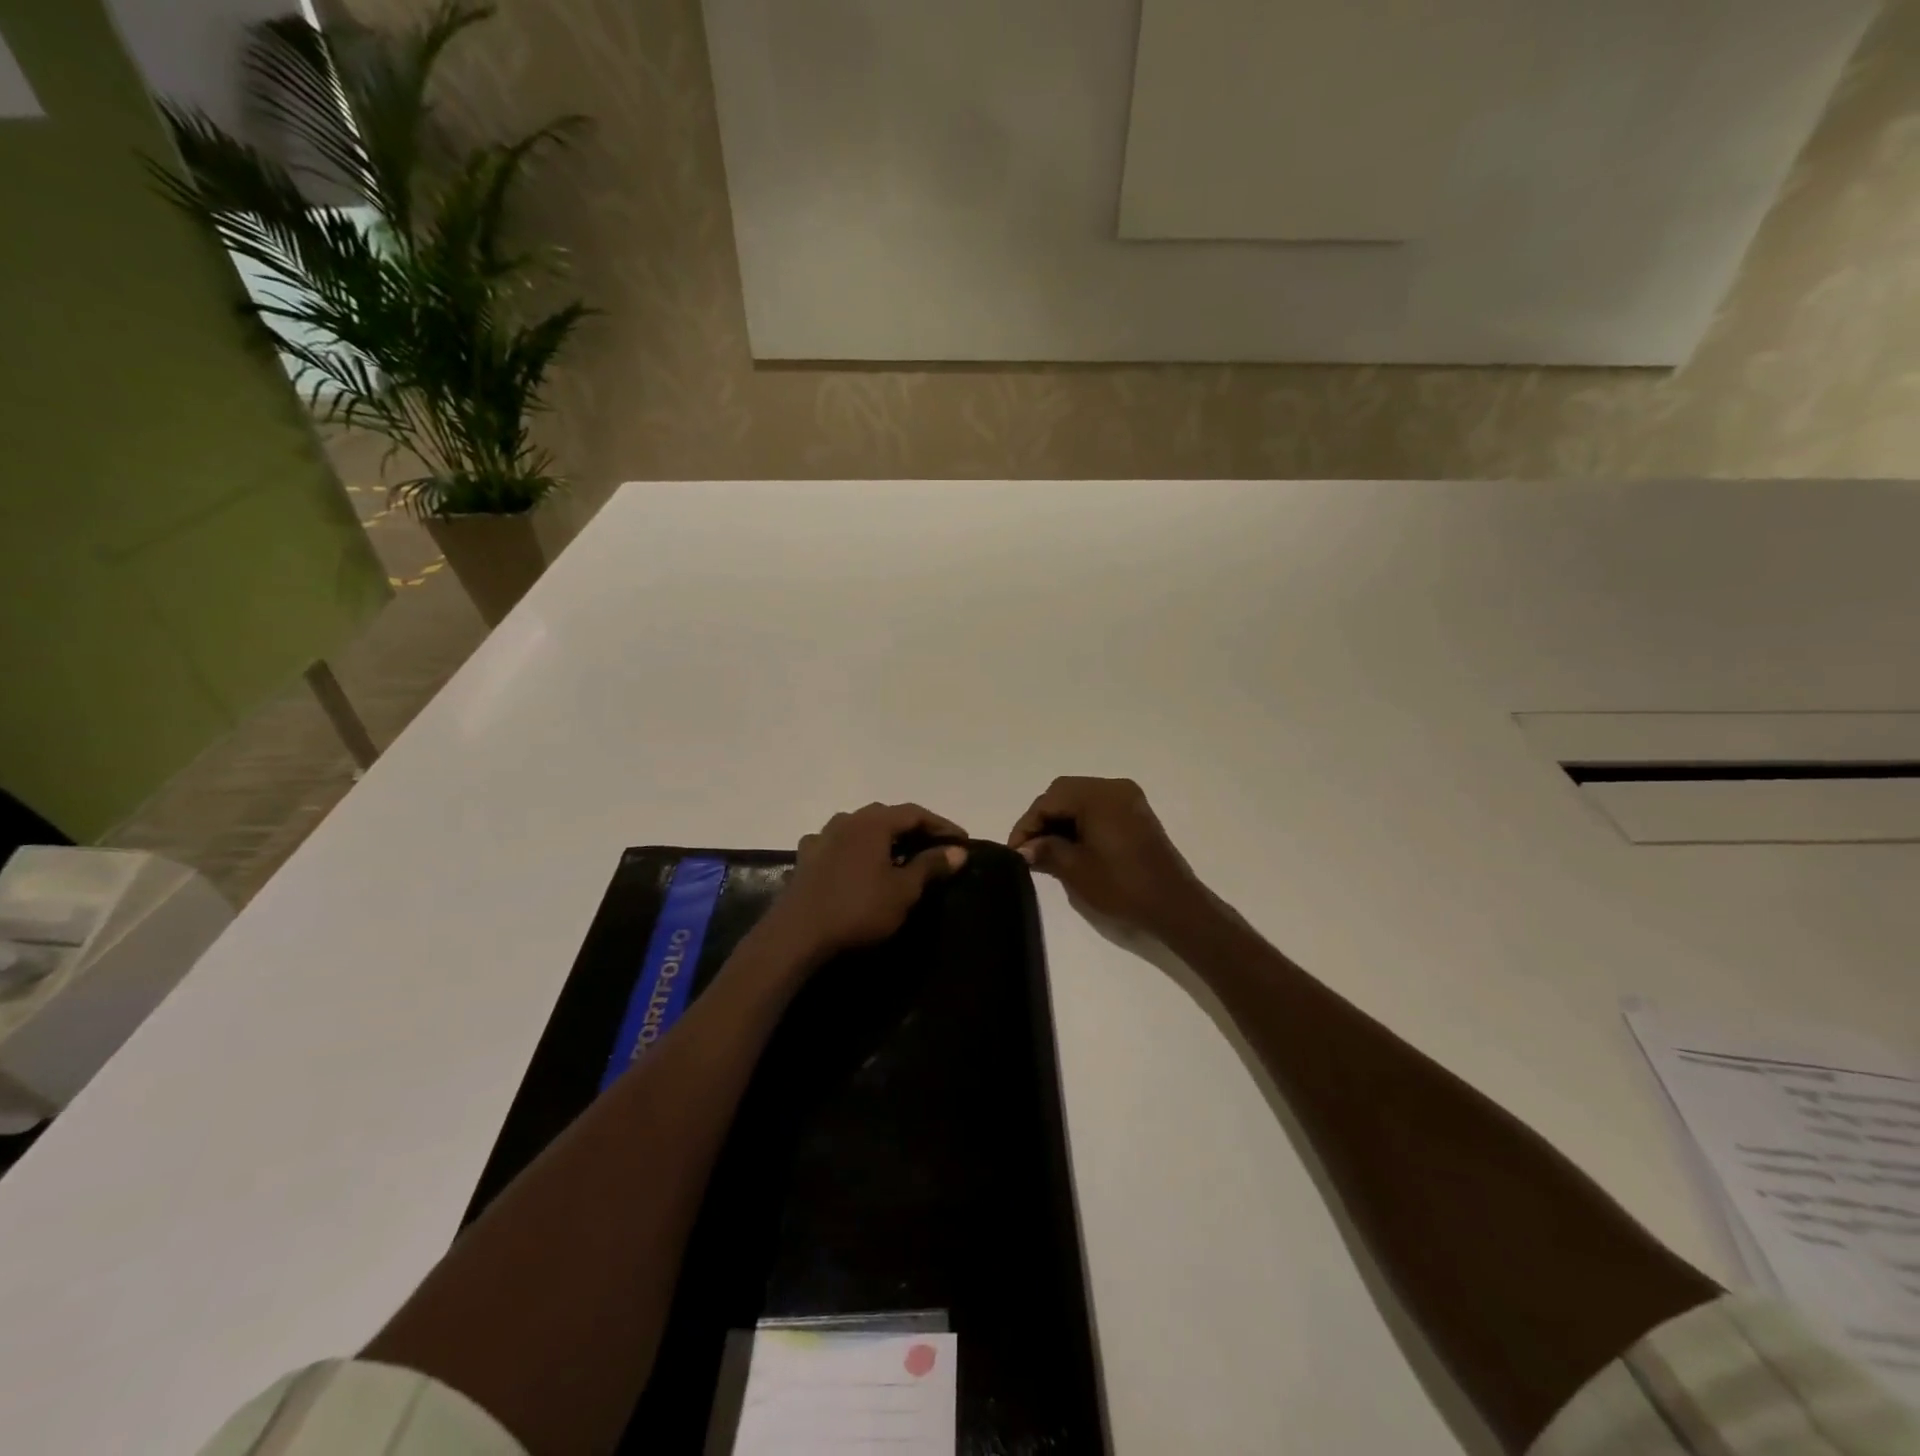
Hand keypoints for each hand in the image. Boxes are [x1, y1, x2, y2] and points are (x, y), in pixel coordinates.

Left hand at [761, 803, 968, 967]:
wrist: (797, 934)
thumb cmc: (858, 909)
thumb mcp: (903, 891)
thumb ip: (930, 866)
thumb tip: (958, 850)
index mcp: (873, 822)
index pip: (915, 813)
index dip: (942, 825)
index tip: (962, 841)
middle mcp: (847, 820)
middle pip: (887, 816)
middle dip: (913, 829)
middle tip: (934, 846)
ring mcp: (822, 837)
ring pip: (861, 828)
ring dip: (883, 838)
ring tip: (898, 855)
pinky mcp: (806, 858)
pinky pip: (839, 845)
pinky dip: (856, 851)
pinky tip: (857, 864)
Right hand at [1008, 777, 1207, 937]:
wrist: (1173, 905)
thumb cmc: (1122, 885)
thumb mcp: (1075, 869)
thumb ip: (1046, 850)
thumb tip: (1024, 848)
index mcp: (1097, 795)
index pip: (1049, 800)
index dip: (1027, 824)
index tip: (1014, 851)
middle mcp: (1113, 787)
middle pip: (1065, 793)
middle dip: (1043, 819)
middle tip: (1028, 848)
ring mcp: (1128, 799)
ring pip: (1081, 799)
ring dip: (1061, 820)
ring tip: (1046, 850)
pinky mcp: (1136, 814)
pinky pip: (1099, 808)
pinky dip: (1080, 822)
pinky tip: (1070, 846)